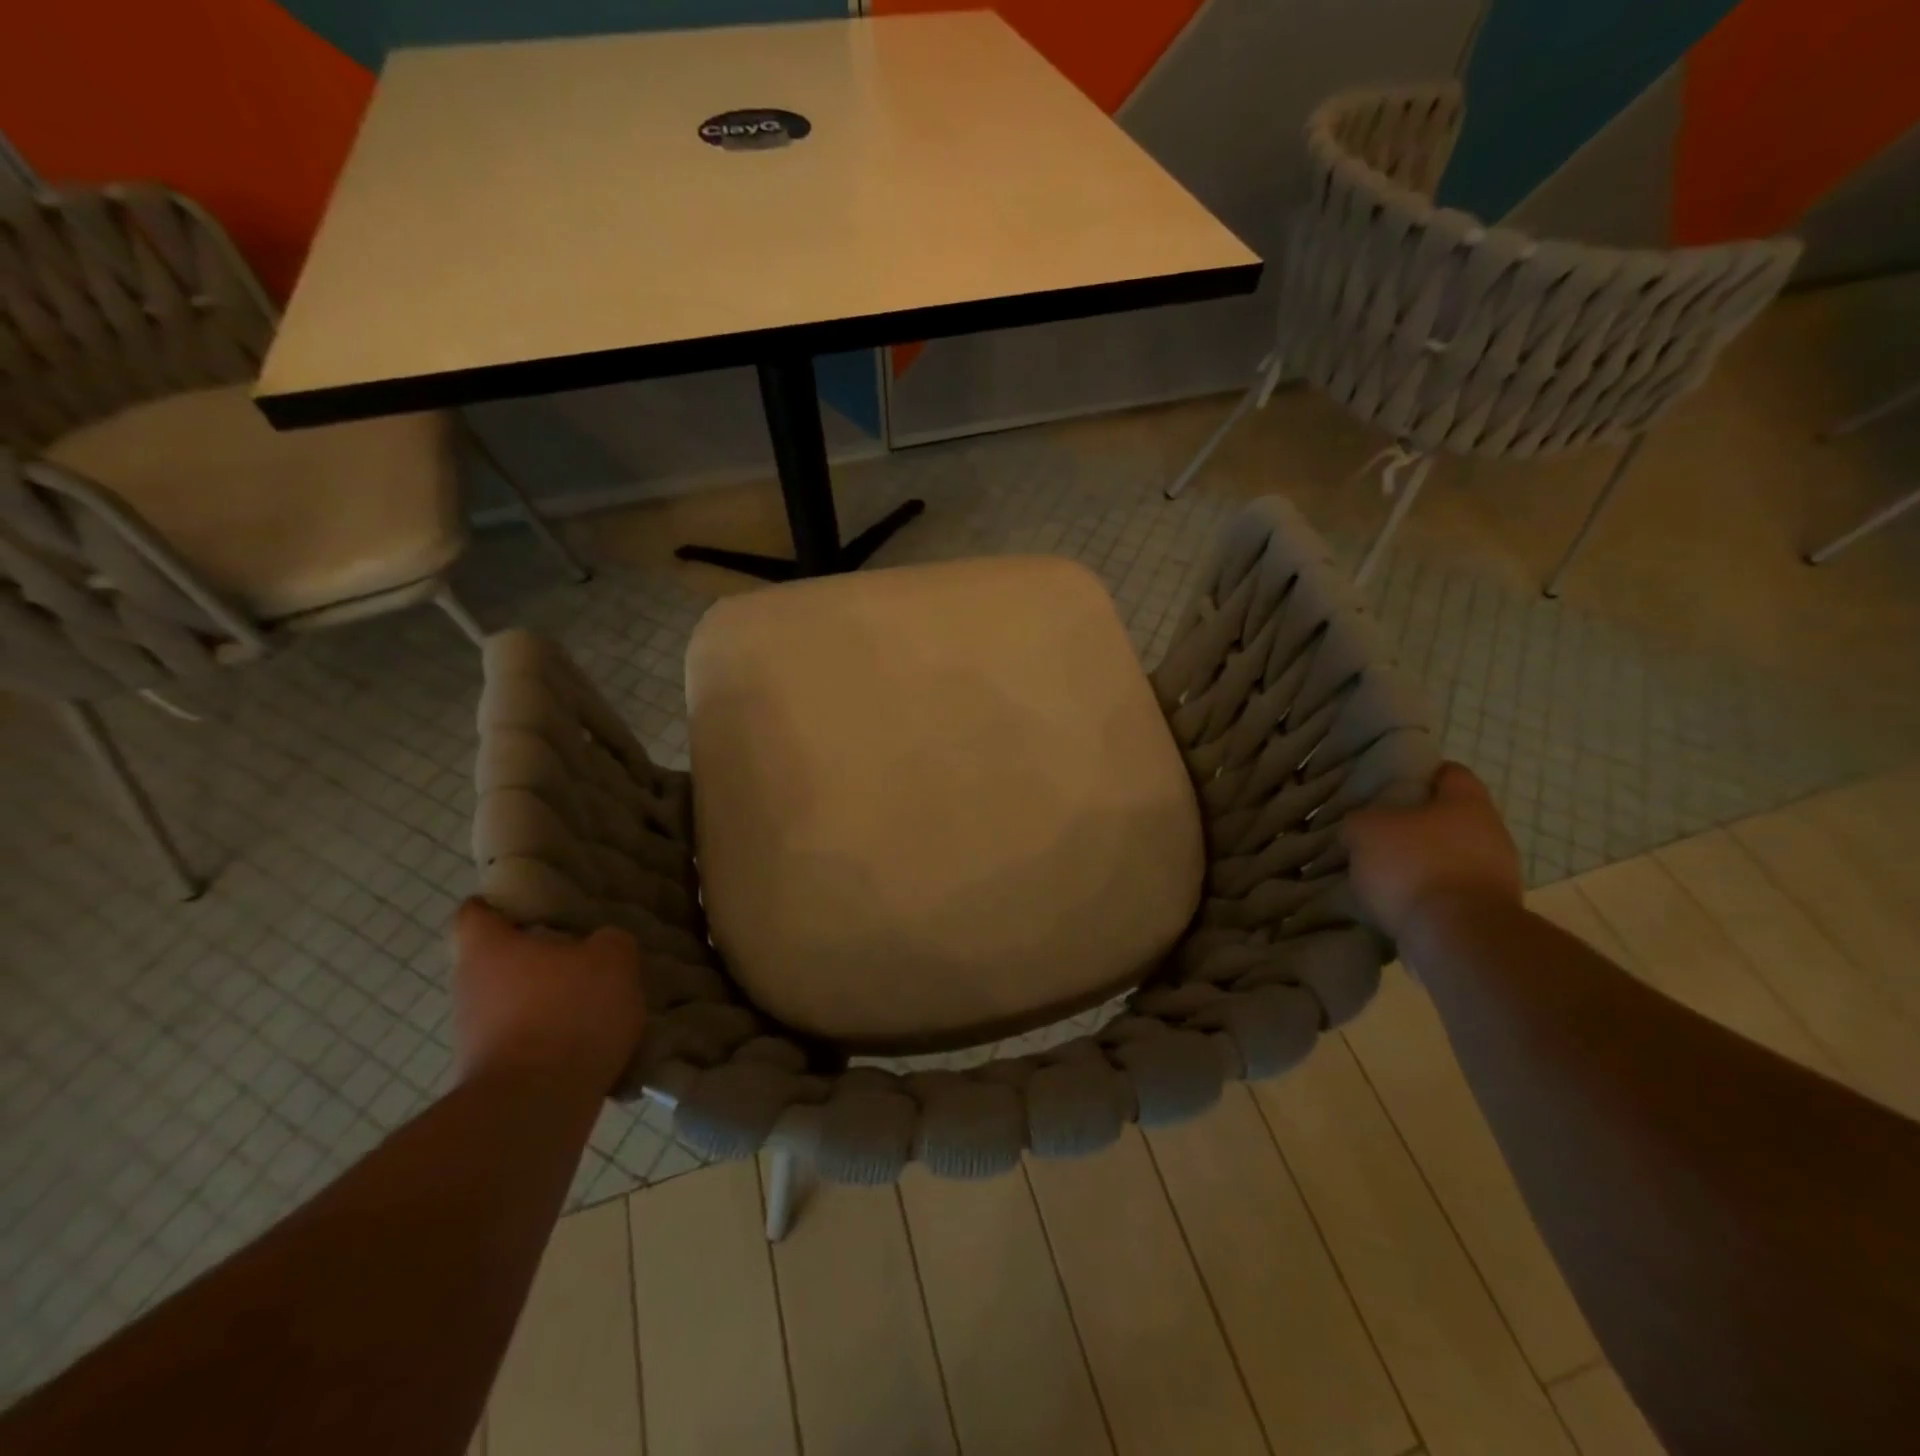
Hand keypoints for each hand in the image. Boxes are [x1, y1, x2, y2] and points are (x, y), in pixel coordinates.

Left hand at [451, 900, 646, 1096]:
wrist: (536, 1106)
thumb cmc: (569, 1012)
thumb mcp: (613, 959)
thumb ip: (610, 942)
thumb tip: (602, 945)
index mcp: (489, 948)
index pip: (476, 913)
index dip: (500, 904)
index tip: (533, 905)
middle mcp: (469, 988)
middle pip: (496, 961)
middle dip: (535, 958)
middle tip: (581, 955)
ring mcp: (473, 1037)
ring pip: (511, 1004)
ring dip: (545, 1002)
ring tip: (594, 1003)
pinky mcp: (490, 1076)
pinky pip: (524, 1043)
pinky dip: (551, 1041)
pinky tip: (589, 1044)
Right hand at [1340, 762, 1522, 942]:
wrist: (1459, 938)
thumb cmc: (1415, 866)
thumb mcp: (1366, 830)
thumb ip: (1359, 821)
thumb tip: (1359, 828)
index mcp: (1467, 802)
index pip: (1449, 772)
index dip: (1418, 774)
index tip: (1388, 786)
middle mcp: (1492, 833)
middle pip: (1449, 818)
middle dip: (1414, 825)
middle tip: (1375, 833)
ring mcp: (1497, 876)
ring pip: (1449, 858)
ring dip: (1420, 864)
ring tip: (1379, 874)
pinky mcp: (1489, 912)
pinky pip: (1450, 893)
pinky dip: (1426, 896)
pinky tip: (1396, 904)